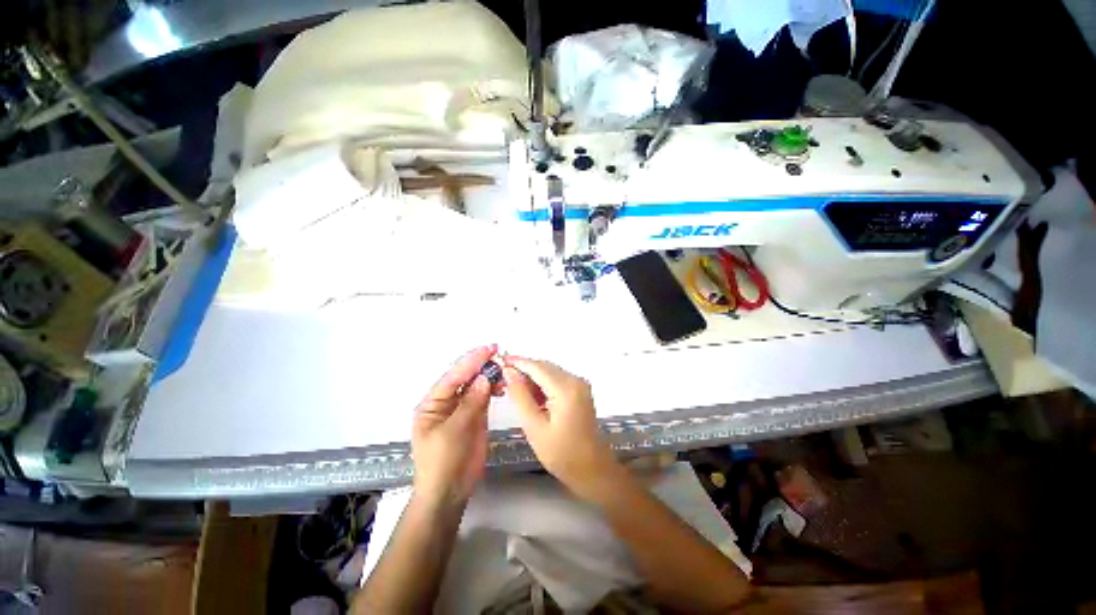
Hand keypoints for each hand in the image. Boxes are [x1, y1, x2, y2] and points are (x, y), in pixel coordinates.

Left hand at [412, 345, 494, 505]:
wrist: (449, 493)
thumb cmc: (442, 463)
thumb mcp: (452, 432)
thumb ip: (470, 403)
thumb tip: (485, 378)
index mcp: (433, 403)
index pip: (453, 377)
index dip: (470, 361)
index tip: (488, 349)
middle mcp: (447, 401)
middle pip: (465, 377)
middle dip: (480, 364)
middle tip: (498, 352)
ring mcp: (462, 408)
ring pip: (477, 385)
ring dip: (489, 375)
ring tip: (504, 369)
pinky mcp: (476, 416)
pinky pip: (485, 396)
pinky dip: (494, 388)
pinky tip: (502, 385)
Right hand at [502, 356, 621, 499]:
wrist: (592, 469)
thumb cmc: (561, 454)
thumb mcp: (534, 427)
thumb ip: (520, 396)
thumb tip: (509, 372)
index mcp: (565, 389)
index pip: (537, 366)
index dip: (517, 362)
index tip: (499, 361)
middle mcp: (575, 380)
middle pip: (545, 366)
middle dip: (524, 370)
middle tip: (502, 378)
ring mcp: (580, 384)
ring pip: (550, 372)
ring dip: (533, 377)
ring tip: (513, 389)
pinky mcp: (580, 390)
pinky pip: (557, 379)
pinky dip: (543, 384)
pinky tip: (531, 396)